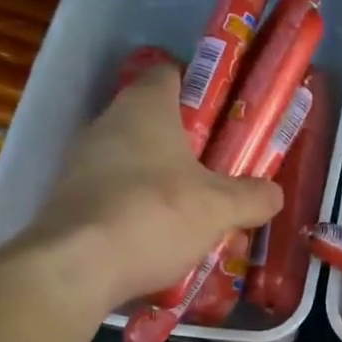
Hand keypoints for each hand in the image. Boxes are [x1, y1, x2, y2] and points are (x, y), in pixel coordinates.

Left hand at [15, 65, 282, 312]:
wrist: (76, 267)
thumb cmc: (154, 215)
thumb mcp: (219, 208)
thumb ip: (252, 197)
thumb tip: (274, 193)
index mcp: (144, 106)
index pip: (170, 74)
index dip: (198, 88)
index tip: (223, 115)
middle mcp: (107, 123)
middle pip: (152, 122)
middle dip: (185, 145)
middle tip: (218, 172)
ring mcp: (81, 162)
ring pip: (131, 161)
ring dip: (159, 181)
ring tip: (192, 212)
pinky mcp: (67, 200)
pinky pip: (112, 195)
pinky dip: (135, 210)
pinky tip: (156, 239)